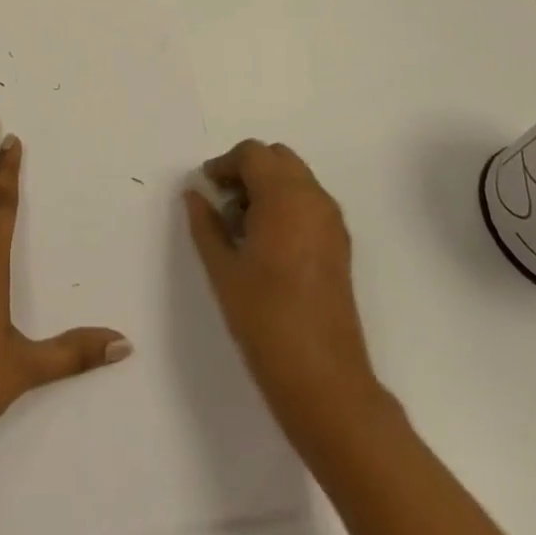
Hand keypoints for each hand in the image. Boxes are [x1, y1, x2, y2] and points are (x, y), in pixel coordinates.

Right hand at [184, 140, 381, 437]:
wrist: (324, 380)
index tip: (206, 189)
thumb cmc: (265, 319)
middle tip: (223, 202)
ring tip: (241, 226)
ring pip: (296, 179)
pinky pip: (310, 202)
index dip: (225, 164)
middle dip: (248, 170)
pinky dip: (286, 204)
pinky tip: (266, 243)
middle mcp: (314, 199)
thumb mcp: (222, 268)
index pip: (252, 154)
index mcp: (285, 197)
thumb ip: (205, 223)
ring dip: (268, 186)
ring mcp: (332, 222)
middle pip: (278, 158)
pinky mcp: (340, 245)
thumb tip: (195, 194)